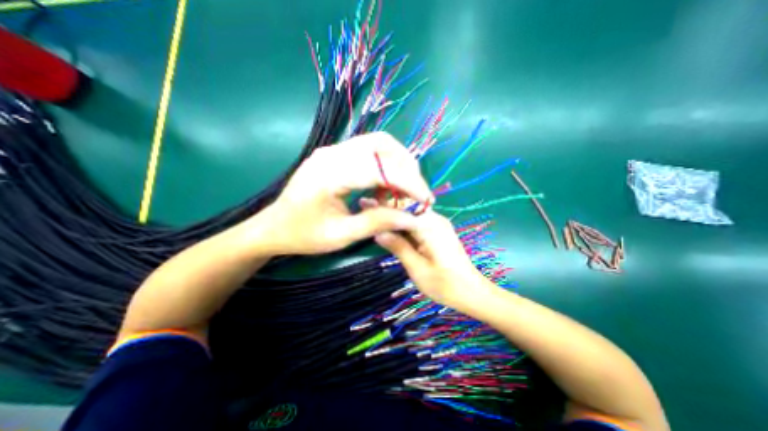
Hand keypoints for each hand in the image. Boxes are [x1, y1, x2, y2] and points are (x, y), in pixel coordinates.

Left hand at [253, 133, 429, 254]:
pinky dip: (385, 166)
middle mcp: (332, 152)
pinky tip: (383, 188)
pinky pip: (369, 151)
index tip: (426, 200)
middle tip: (415, 193)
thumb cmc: (303, 235)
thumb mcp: (341, 235)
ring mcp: (333, 150)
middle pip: (382, 144)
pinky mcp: (335, 154)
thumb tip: (411, 217)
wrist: (273, 227)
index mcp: (329, 173)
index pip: (380, 168)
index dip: (408, 183)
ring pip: (378, 144)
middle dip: (407, 168)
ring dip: (397, 164)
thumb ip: (377, 222)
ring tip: (401, 191)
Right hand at [372, 210, 491, 308]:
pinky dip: (403, 225)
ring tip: (374, 219)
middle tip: (366, 211)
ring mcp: (438, 225)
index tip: (363, 204)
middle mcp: (435, 219)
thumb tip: (378, 232)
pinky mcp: (438, 231)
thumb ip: (398, 247)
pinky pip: (417, 223)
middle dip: (386, 210)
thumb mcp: (417, 269)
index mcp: (430, 226)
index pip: (401, 210)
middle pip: (406, 209)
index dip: (381, 207)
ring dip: (394, 218)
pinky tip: (391, 229)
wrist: (473, 292)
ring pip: (411, 215)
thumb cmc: (445, 285)